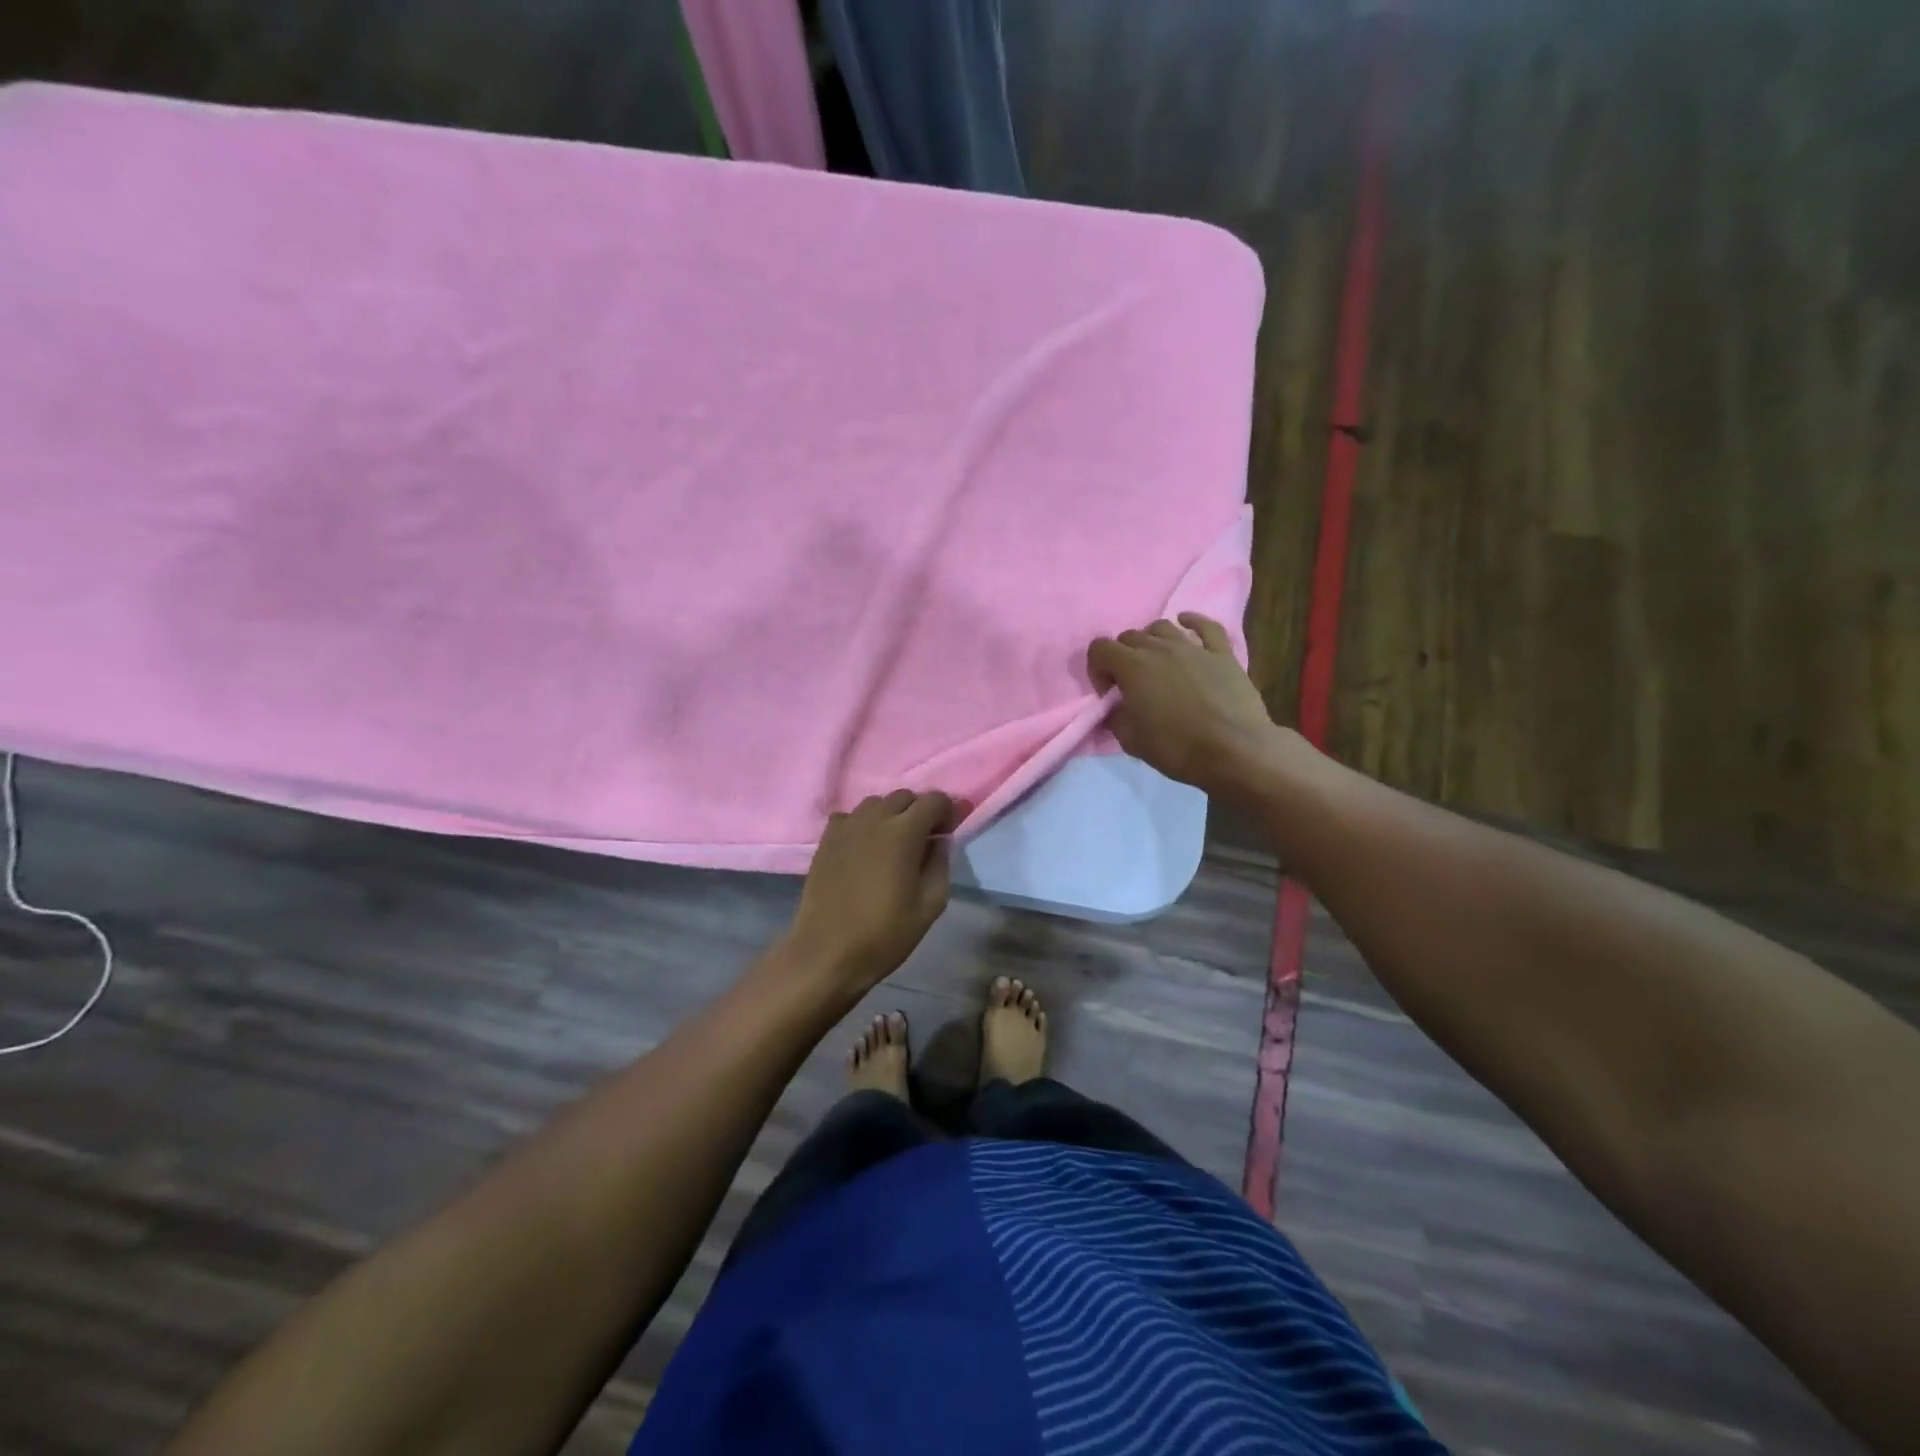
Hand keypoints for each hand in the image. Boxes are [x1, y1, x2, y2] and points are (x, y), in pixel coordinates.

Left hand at [784, 790, 956, 994]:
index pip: (934, 800)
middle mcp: (874, 819)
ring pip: (876, 803)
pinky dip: (863, 824)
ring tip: (893, 844)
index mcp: (904, 833)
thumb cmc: (884, 934)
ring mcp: (846, 826)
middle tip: (924, 840)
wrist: (827, 953)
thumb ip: (940, 865)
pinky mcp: (826, 839)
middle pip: (904, 796)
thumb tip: (938, 842)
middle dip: (919, 811)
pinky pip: (850, 817)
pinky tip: (864, 849)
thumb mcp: (930, 906)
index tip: (948, 832)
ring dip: (891, 815)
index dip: (947, 811)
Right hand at [1087, 614, 1283, 793]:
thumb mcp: (1131, 741)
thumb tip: (1117, 708)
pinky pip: (1205, 626)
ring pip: (1162, 627)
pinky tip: (1187, 623)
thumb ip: (1116, 717)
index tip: (1108, 693)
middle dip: (1123, 657)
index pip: (1099, 648)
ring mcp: (1193, 647)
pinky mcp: (1222, 653)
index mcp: (1132, 667)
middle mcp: (1160, 648)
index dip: (1097, 669)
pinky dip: (1192, 622)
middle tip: (1131, 684)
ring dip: (1152, 641)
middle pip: (1130, 636)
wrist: (1235, 751)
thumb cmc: (1177, 748)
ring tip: (1157, 662)